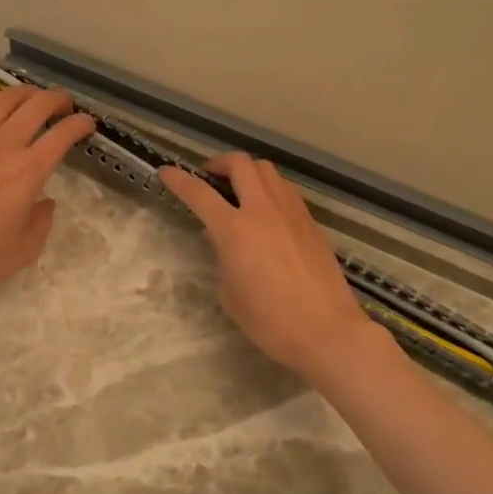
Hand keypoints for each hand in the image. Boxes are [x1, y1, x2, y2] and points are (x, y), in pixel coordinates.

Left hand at [0, 82, 95, 310]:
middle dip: (56, 100)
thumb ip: (42, 222)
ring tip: (32, 95)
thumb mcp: (23, 251)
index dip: (80, 125)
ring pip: (2, 100)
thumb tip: (46, 202)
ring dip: (23, 92)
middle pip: (35, 107)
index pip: (62, 136)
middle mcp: (1, 146)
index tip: (88, 124)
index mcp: (27, 173)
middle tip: (64, 104)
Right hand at [159, 154, 380, 380]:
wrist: (326, 330)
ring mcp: (291, 212)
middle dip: (219, 163)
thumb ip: (222, 257)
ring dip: (248, 172)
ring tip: (240, 189)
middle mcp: (263, 210)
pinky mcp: (310, 221)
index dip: (178, 179)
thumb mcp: (230, 293)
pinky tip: (266, 209)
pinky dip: (270, 188)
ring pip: (267, 170)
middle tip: (209, 176)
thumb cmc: (269, 321)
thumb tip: (220, 238)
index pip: (199, 193)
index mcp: (235, 230)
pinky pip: (285, 190)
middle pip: (240, 164)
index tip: (166, 172)